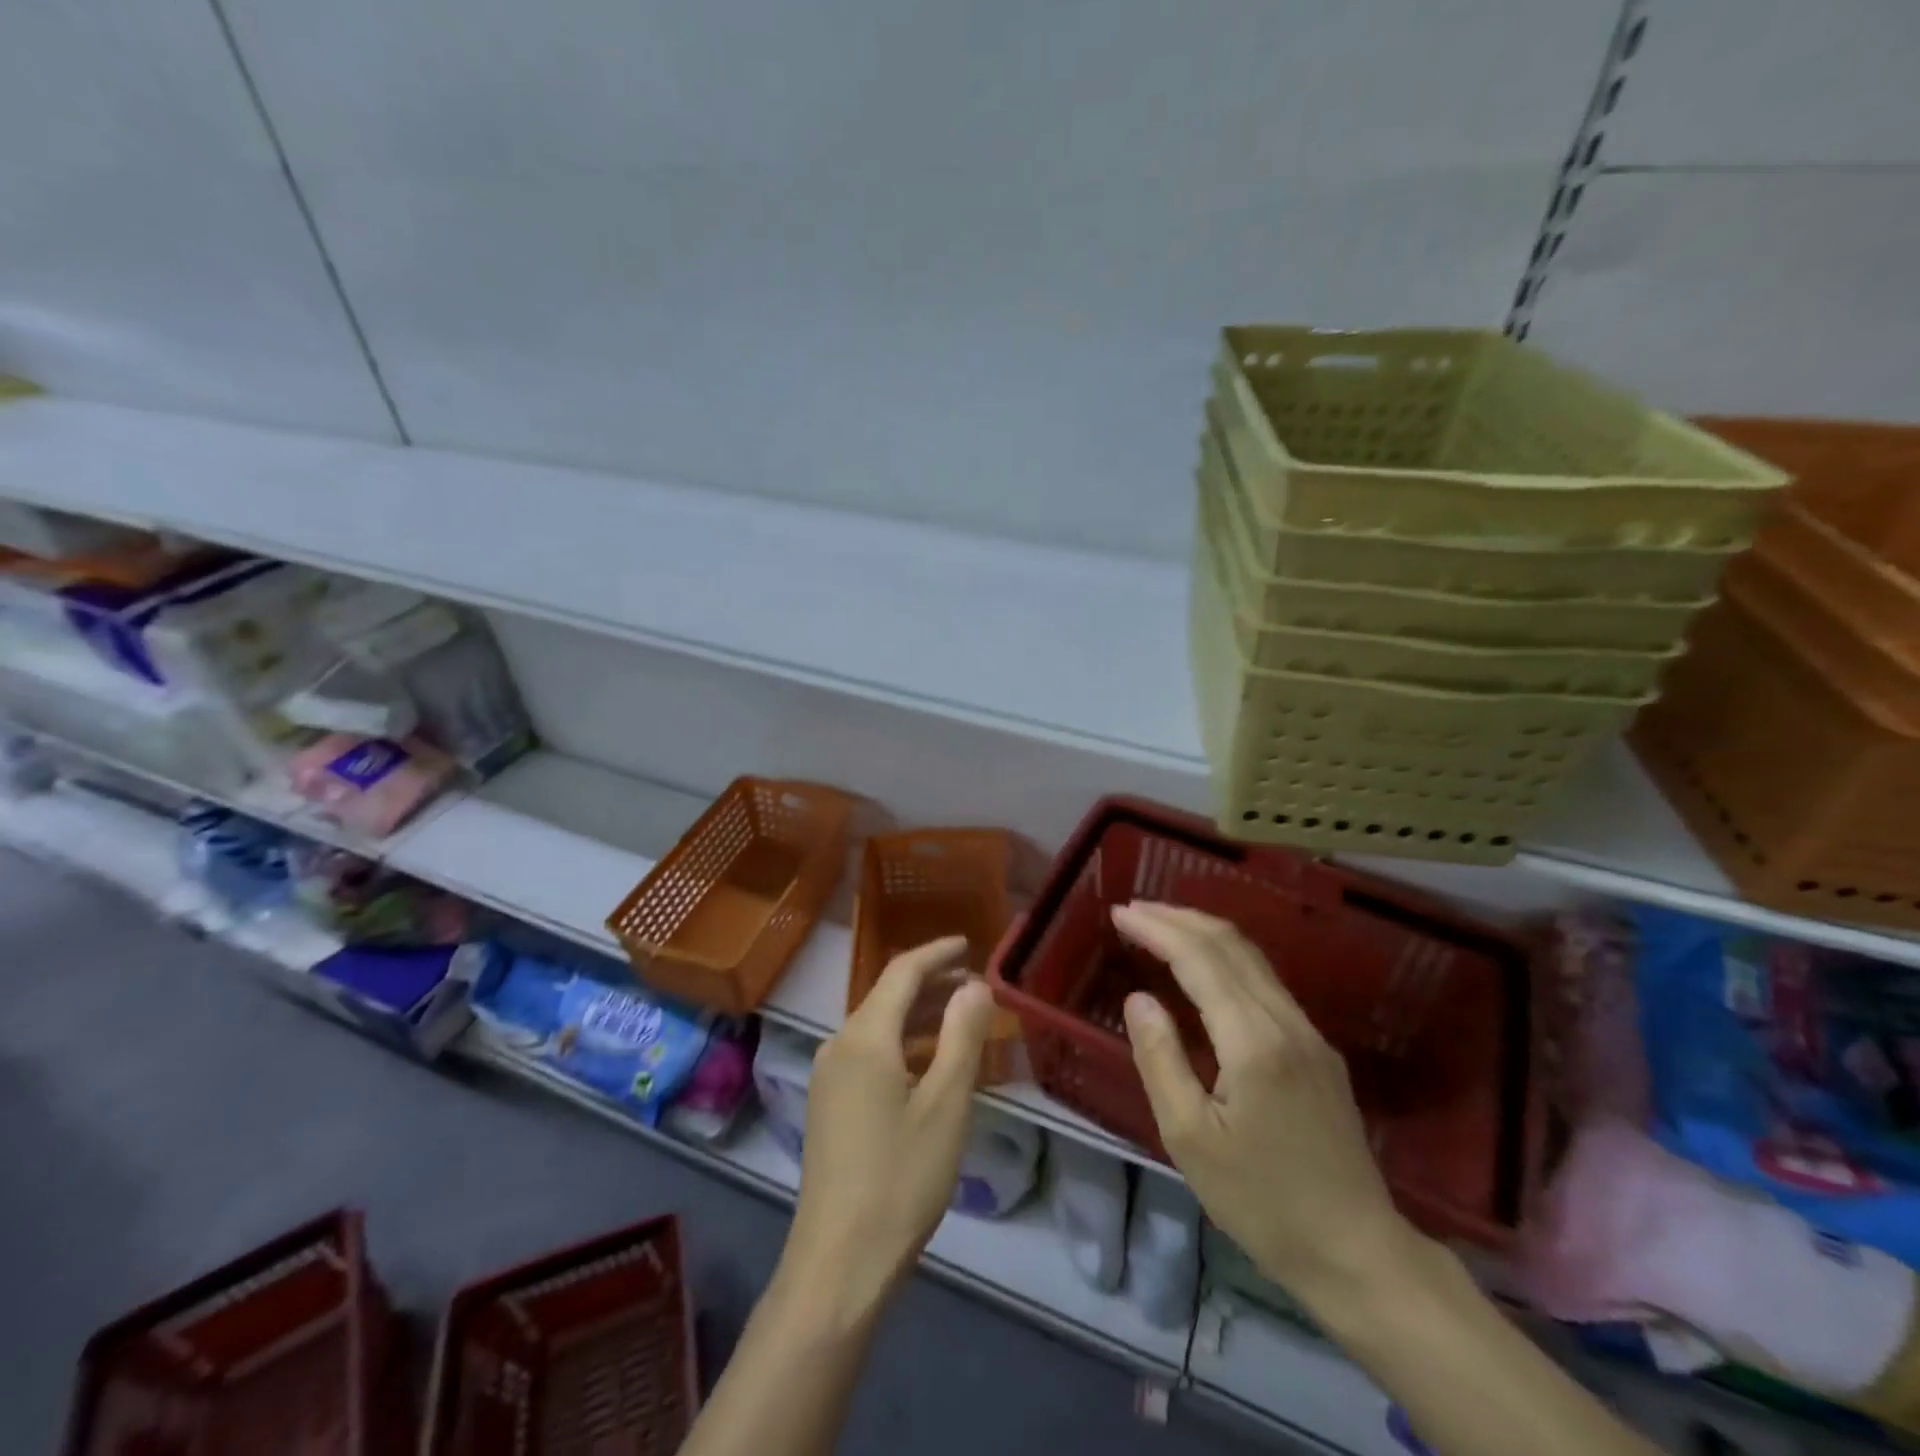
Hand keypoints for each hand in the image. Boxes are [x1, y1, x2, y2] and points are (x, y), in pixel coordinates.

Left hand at [779, 936, 994, 1319]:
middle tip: (976, 986)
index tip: (969, 944)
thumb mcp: (946, 1104)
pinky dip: (902, 1044)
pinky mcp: (827, 1104)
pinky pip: (869, 1053)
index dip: (937, 953)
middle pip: (887, 996)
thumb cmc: (901, 1178)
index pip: (902, 971)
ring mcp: (828, 1076)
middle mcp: (838, 1045)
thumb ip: (962, 1036)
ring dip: (919, 1016)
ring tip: (961, 1019)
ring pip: (878, 1026)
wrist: (838, 1262)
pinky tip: (928, 1064)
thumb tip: (975, 985)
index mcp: (864, 1036)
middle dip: (932, 984)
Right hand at [1113, 901, 1420, 1308]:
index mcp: (1253, 1041)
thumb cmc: (1261, 1201)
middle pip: (1229, 944)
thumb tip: (1139, 998)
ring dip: (1202, 932)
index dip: (1156, 929)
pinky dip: (1226, 957)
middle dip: (1177, 918)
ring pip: (1252, 958)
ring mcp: (1308, 1033)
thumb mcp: (1189, 1138)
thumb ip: (1160, 1059)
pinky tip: (1204, 968)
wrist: (1357, 1252)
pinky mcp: (1317, 1049)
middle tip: (1132, 910)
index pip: (1198, 959)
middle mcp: (1286, 1021)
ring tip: (1160, 925)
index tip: (1118, 913)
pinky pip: (1265, 981)